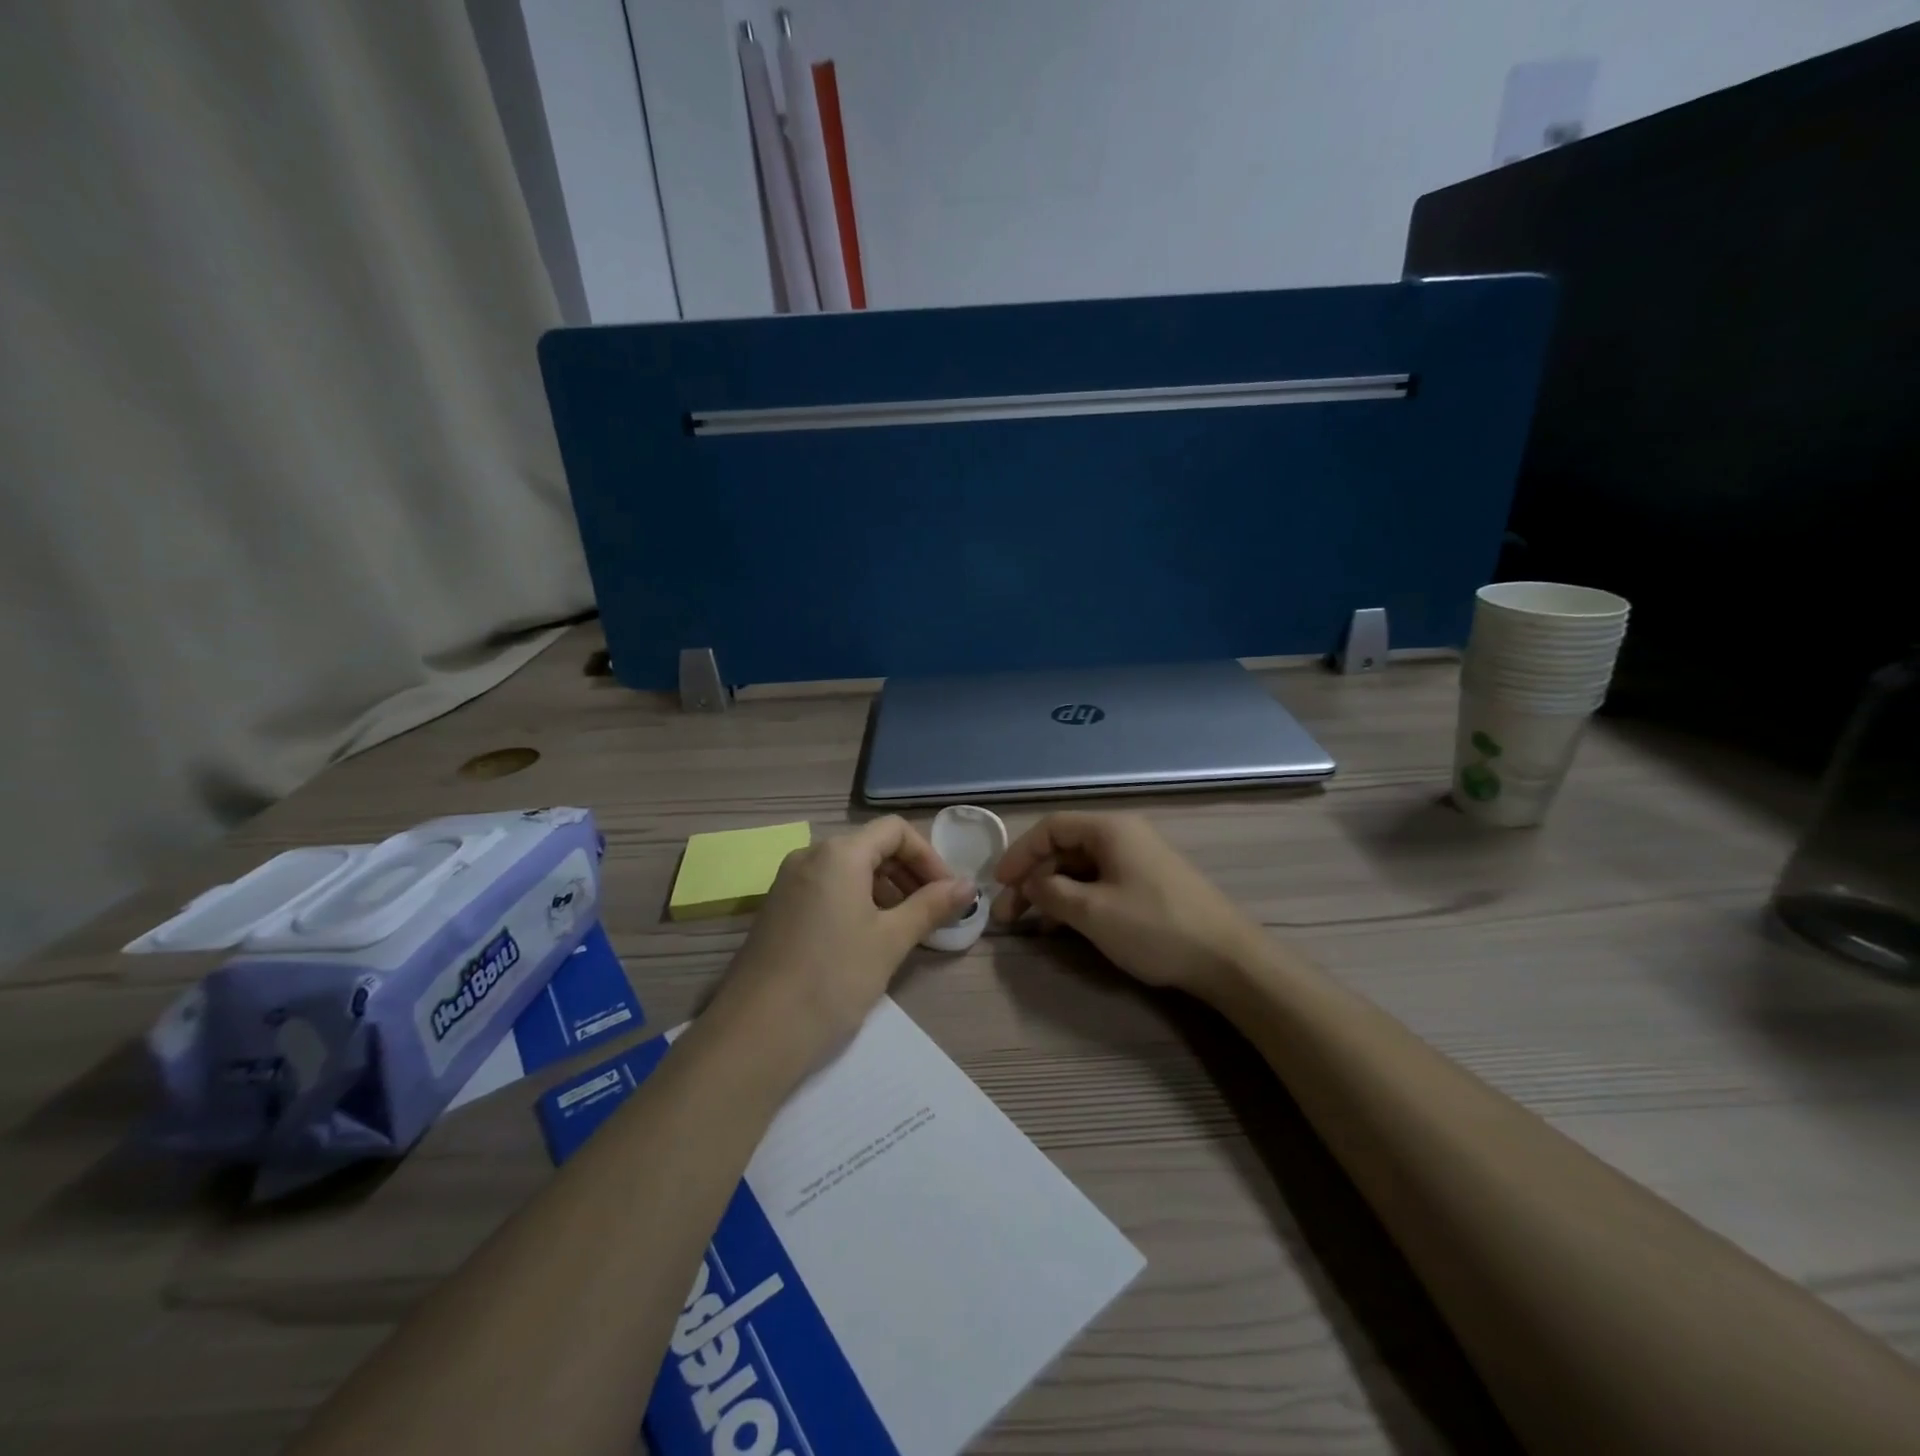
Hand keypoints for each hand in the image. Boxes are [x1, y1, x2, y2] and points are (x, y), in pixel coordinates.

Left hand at [708, 817, 973, 1076]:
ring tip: (906, 929)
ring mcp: (788, 883)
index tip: (948, 893)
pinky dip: (857, 902)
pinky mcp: (777, 910)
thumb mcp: (890, 940)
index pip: (895, 831)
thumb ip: (931, 906)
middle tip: (934, 913)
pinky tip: (869, 939)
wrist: (756, 1033)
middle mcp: (809, 856)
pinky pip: (827, 890)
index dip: (928, 856)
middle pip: (871, 847)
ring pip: (848, 870)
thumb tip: (968, 885)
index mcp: (838, 853)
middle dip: (909, 874)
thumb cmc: (833, 978)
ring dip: (885, 890)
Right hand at [991, 812, 1263, 1000]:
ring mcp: (1139, 860)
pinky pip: (1101, 882)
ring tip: (1030, 924)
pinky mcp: (1149, 884)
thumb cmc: (1154, 927)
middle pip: (1065, 848)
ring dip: (1052, 892)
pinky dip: (1077, 899)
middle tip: (1008, 913)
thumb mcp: (1092, 912)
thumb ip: (1052, 893)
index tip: (999, 884)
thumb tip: (1030, 884)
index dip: (1020, 853)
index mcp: (1110, 829)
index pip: (1051, 828)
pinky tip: (1063, 925)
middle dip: (1033, 878)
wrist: (1227, 958)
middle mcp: (1124, 836)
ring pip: (1081, 868)